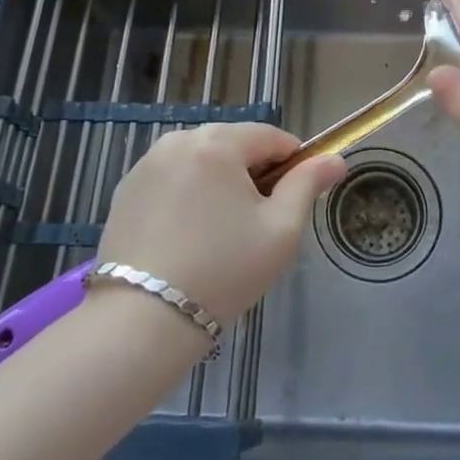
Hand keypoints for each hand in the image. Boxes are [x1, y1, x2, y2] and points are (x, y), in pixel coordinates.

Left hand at [96, 123, 344, 321]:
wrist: (142, 322)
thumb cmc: (223, 271)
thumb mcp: (280, 229)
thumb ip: (308, 185)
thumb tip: (335, 159)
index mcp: (218, 142)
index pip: (271, 137)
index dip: (292, 165)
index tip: (292, 203)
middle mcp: (178, 140)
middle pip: (234, 145)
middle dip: (252, 175)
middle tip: (256, 225)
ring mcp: (146, 164)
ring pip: (202, 161)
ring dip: (219, 184)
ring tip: (220, 235)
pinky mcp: (125, 190)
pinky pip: (172, 179)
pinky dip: (187, 197)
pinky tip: (187, 238)